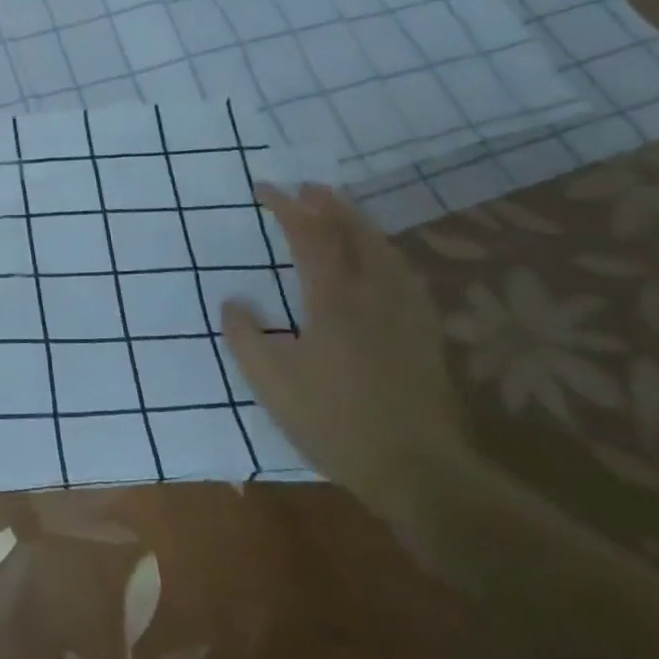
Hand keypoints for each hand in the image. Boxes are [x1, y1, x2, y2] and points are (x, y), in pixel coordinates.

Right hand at [221, 183, 464, 507]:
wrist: (417, 471)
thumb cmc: (334, 422)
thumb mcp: (270, 381)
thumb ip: (244, 335)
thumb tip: (233, 301)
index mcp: (333, 299)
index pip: (308, 235)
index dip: (285, 207)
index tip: (263, 188)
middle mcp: (373, 294)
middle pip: (354, 232)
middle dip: (329, 204)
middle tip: (308, 187)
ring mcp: (405, 313)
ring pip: (384, 250)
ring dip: (360, 223)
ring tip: (342, 212)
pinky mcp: (425, 335)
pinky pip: (404, 275)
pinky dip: (386, 253)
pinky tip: (384, 263)